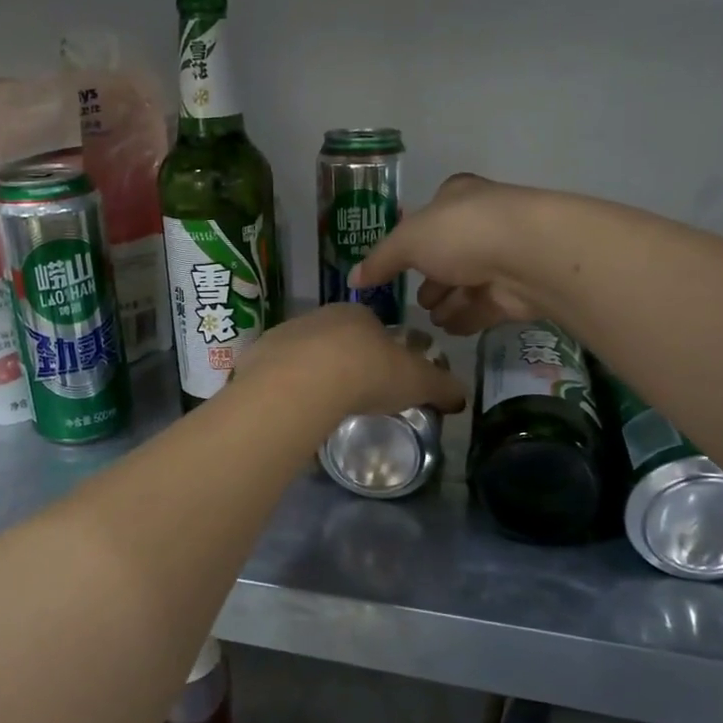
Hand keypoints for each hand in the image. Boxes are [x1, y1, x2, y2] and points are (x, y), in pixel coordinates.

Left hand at [236, 304, 465, 420]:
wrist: (305, 381)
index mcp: (359, 315)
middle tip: (352, 393)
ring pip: (304, 353)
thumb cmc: (368, 373)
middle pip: (336, 338)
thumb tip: (461, 396)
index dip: (380, 351)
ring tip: (321, 404)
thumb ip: (440, 387)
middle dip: (344, 361)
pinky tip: (293, 407)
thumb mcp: (417, 381)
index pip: (373, 327)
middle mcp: (321, 316)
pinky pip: (276, 370)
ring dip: (312, 372)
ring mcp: (287, 333)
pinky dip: (285, 386)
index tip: (383, 376)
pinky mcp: (260, 354)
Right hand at [352, 174, 549, 335]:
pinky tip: (449, 329)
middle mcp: (482, 222)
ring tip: (431, 320)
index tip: (399, 263)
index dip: (413, 238)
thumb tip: (353, 278)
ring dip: (448, 301)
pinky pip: (485, 306)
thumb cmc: (463, 234)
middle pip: (449, 253)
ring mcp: (503, 256)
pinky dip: (467, 317)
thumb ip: (381, 260)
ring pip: (468, 282)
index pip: (430, 216)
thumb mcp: (408, 241)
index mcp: (457, 197)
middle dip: (431, 278)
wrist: (530, 256)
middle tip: (415, 301)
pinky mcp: (517, 290)